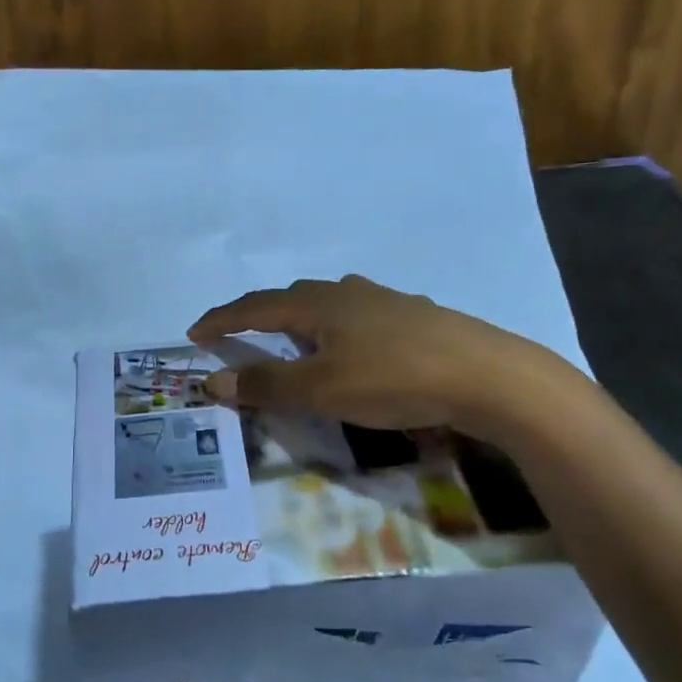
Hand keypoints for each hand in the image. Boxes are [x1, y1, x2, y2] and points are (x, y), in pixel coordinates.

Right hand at [189, 275, 581, 430]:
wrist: (486, 375)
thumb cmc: (393, 379)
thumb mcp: (322, 389)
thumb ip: (267, 385)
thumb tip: (213, 380)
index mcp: (318, 303)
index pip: (256, 306)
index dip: (223, 318)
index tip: (194, 331)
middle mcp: (348, 291)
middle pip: (292, 296)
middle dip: (261, 314)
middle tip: (243, 336)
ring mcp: (385, 300)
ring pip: (330, 303)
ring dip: (302, 319)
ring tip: (296, 341)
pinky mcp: (415, 316)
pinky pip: (360, 316)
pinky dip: (338, 329)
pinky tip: (356, 346)